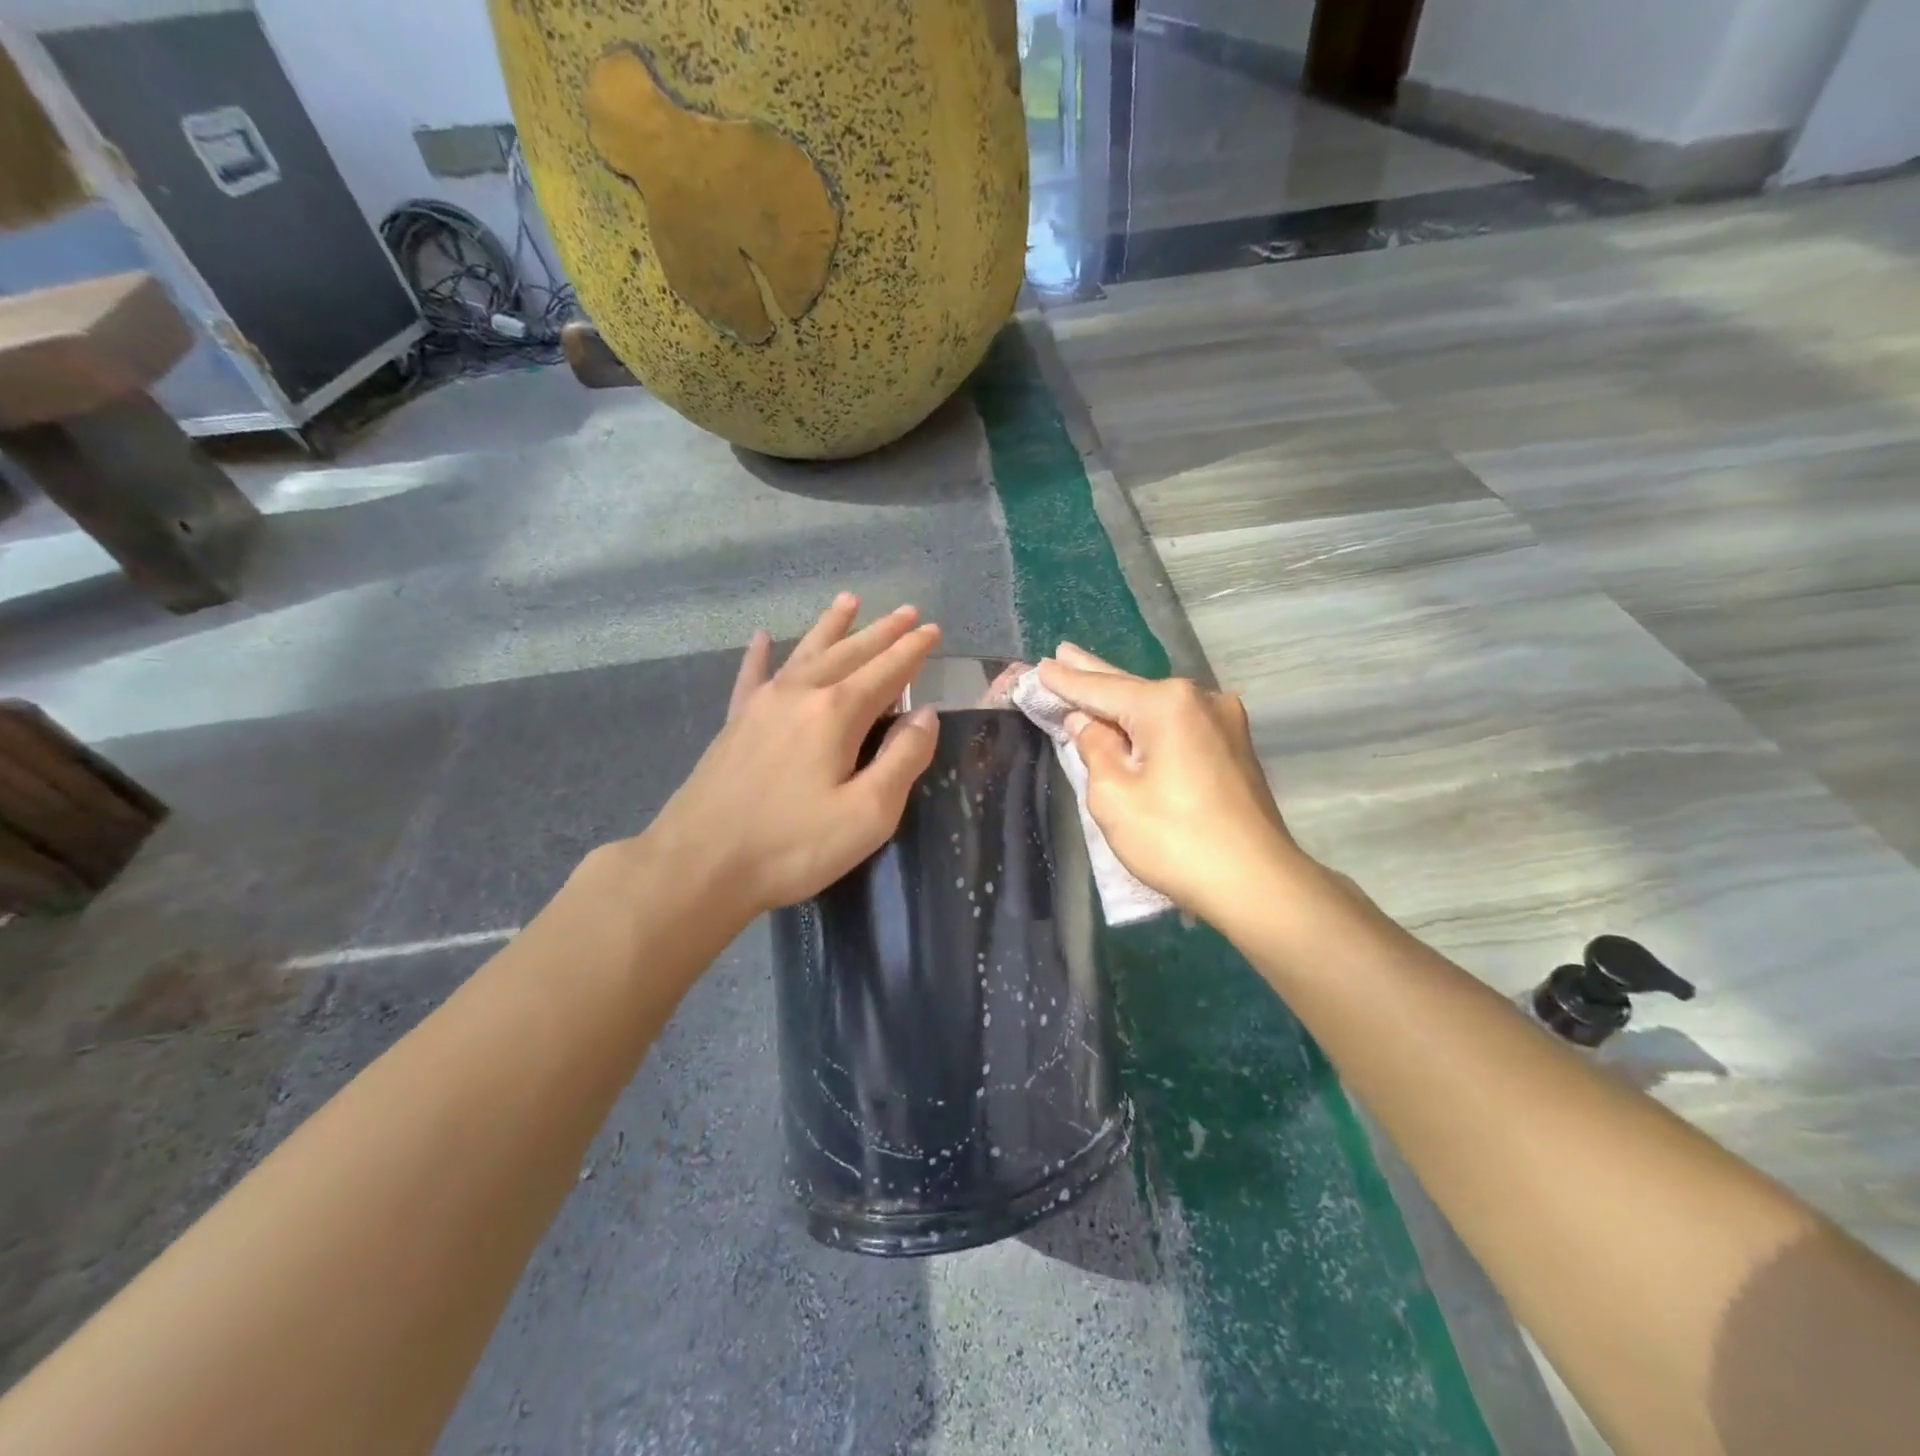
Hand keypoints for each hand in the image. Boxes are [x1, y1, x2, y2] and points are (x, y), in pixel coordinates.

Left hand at [646, 594, 941, 919]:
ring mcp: (761, 705)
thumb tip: (925, 715)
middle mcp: (800, 694)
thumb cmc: (792, 845)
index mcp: (836, 713)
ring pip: (805, 653)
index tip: (933, 629)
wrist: (699, 865)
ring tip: (848, 601)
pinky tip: (761, 637)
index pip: (886, 671)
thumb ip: (903, 759)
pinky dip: (760, 654)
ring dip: (831, 627)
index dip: (913, 650)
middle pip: (849, 652)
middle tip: (906, 609)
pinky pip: (751, 676)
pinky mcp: (734, 723)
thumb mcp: (868, 814)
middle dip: (881, 631)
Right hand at [1037, 644, 1309, 922]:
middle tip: (1062, 653)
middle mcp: (1200, 699)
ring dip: (1123, 700)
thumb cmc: (1174, 839)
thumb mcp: (1113, 795)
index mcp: (1167, 704)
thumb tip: (1088, 723)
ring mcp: (1224, 722)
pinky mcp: (1234, 748)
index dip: (1066, 682)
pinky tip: (1132, 718)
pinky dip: (1150, 722)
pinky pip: (1179, 725)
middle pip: (1131, 688)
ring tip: (1091, 679)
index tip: (1041, 666)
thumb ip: (1094, 748)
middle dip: (1093, 674)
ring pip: (1157, 707)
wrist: (1256, 883)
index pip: (1101, 688)